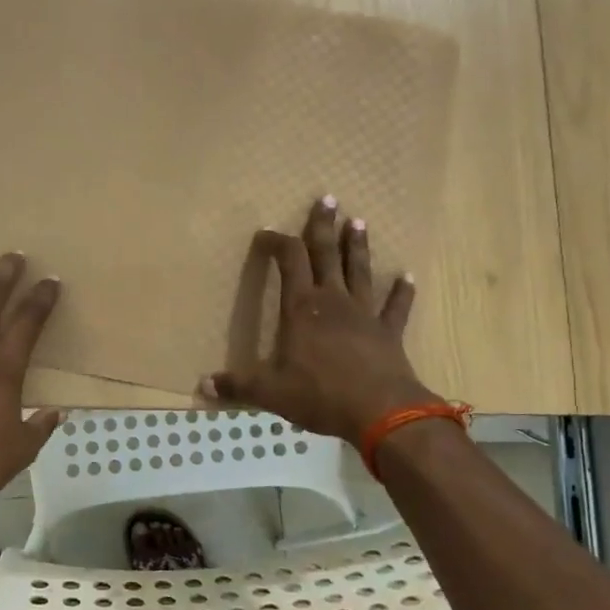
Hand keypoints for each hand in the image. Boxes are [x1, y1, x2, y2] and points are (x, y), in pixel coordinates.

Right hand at [199, 196, 440, 442]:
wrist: (380, 411)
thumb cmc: (319, 394)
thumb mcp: (270, 392)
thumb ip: (237, 385)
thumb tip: (201, 386)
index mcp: (301, 308)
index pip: (289, 262)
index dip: (279, 243)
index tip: (268, 232)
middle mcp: (333, 301)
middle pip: (327, 255)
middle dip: (323, 226)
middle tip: (328, 198)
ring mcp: (364, 314)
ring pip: (359, 272)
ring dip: (358, 247)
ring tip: (359, 222)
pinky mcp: (388, 333)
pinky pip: (395, 307)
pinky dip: (402, 292)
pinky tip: (408, 277)